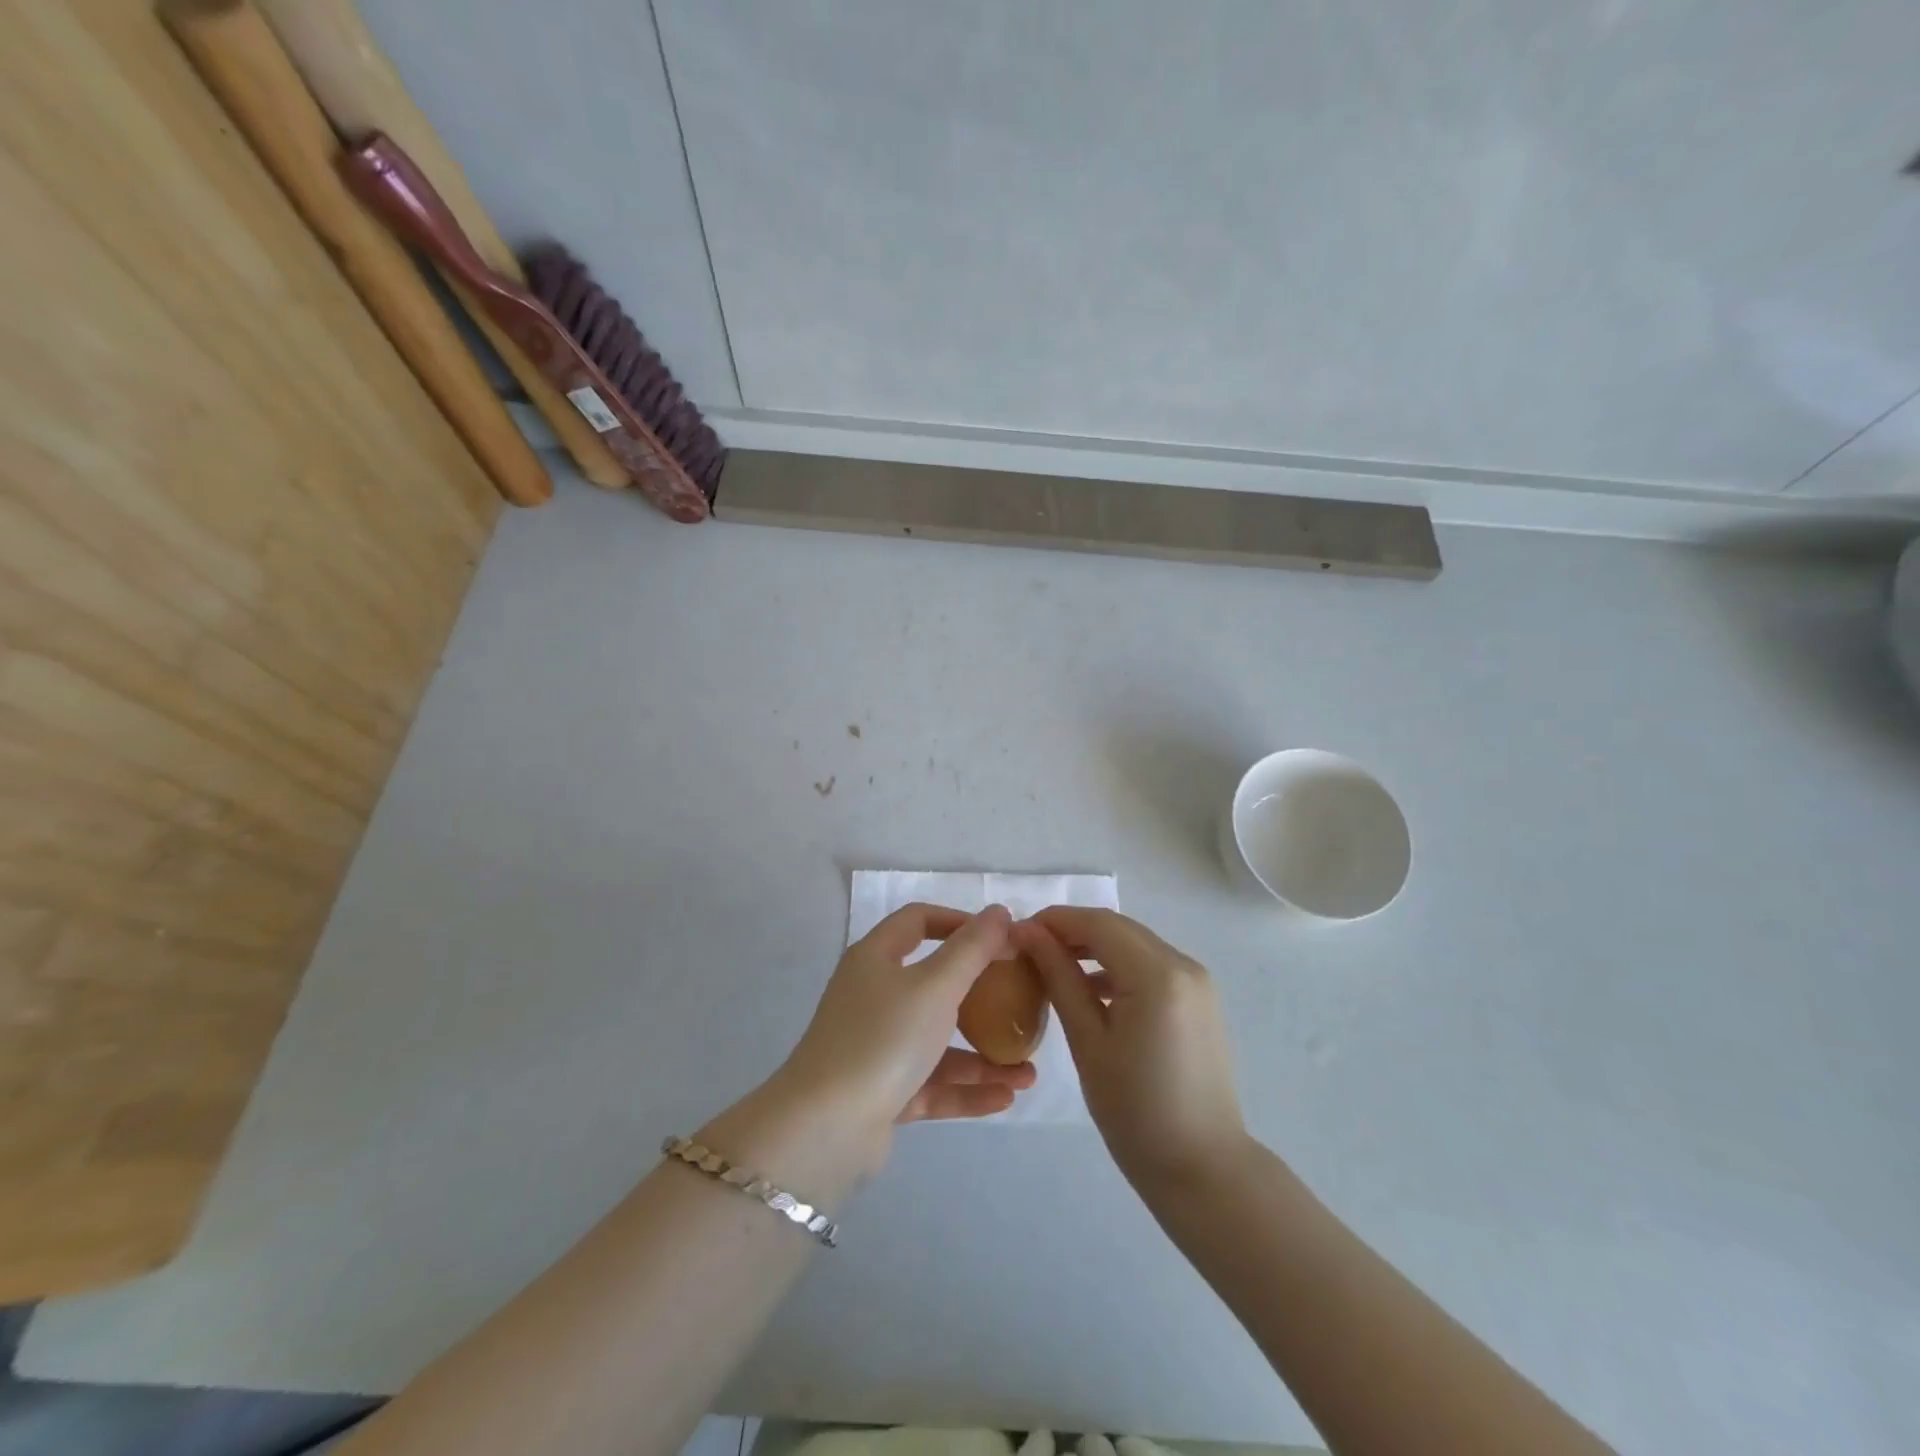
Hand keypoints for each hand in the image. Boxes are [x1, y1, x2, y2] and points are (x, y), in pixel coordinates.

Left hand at [773, 903, 1036, 1169]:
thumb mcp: (935, 986)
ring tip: (1029, 1072)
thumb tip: (999, 912)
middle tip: (1022, 1003)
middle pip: (934, 985)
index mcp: (875, 959)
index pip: (918, 922)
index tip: (1001, 937)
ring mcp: (876, 1046)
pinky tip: (1007, 1097)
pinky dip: (966, 1089)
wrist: (825, 1129)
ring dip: (983, 1055)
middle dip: (982, 997)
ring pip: (938, 1042)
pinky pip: (932, 1083)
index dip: (959, 922)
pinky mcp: (881, 1092)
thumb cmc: (883, 1038)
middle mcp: (873, 997)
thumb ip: (972, 949)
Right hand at [1016, 907, 1246, 1189]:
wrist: (1204, 1170)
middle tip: (1029, 950)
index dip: (1055, 921)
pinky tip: (1091, 990)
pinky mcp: (1200, 1000)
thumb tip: (1028, 934)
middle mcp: (1184, 964)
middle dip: (1072, 931)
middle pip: (1118, 928)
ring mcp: (1197, 981)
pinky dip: (1119, 967)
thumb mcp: (1088, 1042)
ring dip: (1095, 947)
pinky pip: (1152, 966)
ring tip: (1053, 967)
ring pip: (1135, 944)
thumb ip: (1060, 979)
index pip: (1098, 923)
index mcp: (1157, 974)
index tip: (1016, 934)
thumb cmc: (1136, 1112)